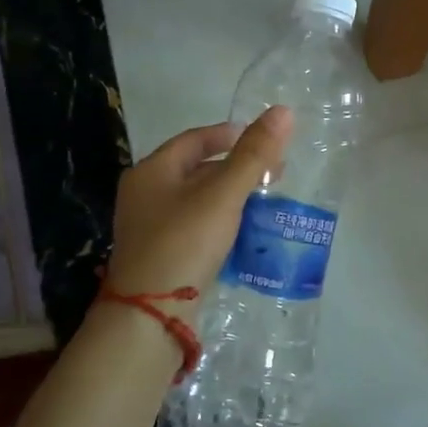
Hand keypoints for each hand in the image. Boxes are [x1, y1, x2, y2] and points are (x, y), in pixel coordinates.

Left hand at [102, 106, 293, 320]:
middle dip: (235, 168)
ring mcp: (148, 227)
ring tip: (263, 202)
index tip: (261, 139)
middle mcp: (144, 194)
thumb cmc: (185, 242)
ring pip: (196, 200)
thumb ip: (254, 154)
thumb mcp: (224, 194)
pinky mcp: (158, 255)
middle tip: (271, 173)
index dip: (229, 135)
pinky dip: (219, 221)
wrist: (148, 315)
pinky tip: (242, 233)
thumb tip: (283, 111)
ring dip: (229, 196)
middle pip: (195, 169)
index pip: (194, 139)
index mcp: (152, 171)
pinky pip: (194, 226)